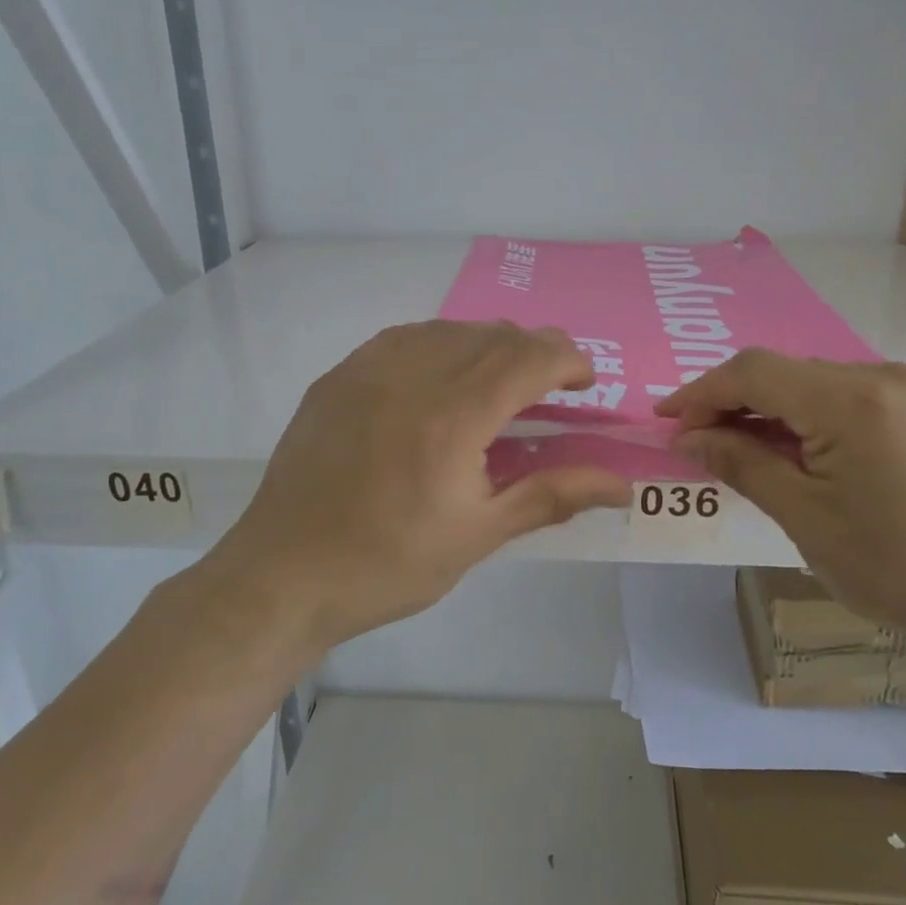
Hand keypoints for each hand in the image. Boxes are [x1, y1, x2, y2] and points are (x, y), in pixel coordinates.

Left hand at [214, 321, 632, 650]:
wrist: (284, 575)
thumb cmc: (389, 564)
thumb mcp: (478, 535)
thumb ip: (552, 496)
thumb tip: (622, 484)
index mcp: (454, 415)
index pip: (528, 357)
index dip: (568, 359)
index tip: (585, 382)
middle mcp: (413, 374)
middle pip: (493, 335)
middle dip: (535, 350)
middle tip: (551, 386)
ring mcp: (368, 369)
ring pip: (448, 329)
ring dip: (488, 344)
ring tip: (500, 382)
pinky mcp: (338, 377)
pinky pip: (403, 338)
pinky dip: (439, 345)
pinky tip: (440, 377)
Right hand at [657, 350, 905, 658]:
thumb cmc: (902, 568)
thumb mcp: (807, 519)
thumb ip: (743, 465)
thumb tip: (688, 437)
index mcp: (851, 400)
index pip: (753, 373)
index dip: (702, 392)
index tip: (667, 420)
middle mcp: (886, 376)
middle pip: (788, 374)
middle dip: (737, 403)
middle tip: (706, 444)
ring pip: (823, 385)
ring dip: (779, 411)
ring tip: (756, 455)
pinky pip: (861, 398)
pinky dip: (821, 418)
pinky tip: (816, 456)